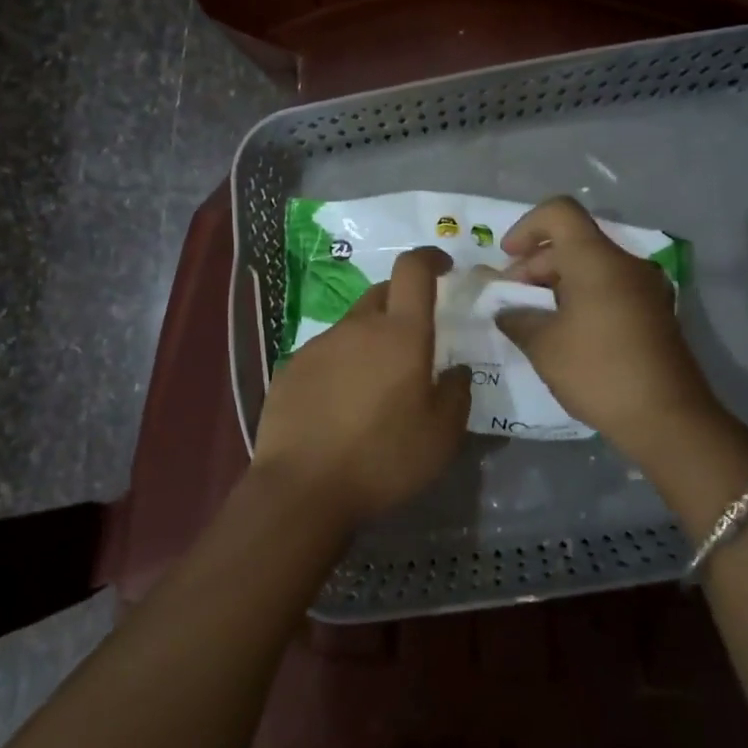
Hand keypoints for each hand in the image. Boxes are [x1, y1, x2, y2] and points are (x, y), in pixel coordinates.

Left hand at [251, 246, 471, 527]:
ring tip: (375, 386)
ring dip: (370, 340)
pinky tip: (340, 405)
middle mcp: (357, 327)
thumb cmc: (383, 459)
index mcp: (401, 334)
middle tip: (413, 341)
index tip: (443, 266)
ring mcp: (319, 345)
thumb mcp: (441, 436)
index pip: (414, 270)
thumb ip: (456, 394)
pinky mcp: (291, 367)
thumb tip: (455, 371)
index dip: (430, 258)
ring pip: (353, 326)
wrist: (302, 488)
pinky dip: (341, 365)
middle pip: (382, 293)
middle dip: (402, 303)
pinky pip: (325, 353)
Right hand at [495, 197, 722, 448]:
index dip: (526, 227)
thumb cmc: (599, 372)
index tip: (508, 258)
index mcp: (597, 260)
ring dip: (557, 283)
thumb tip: (507, 311)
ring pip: (591, 266)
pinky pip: (610, 287)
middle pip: (573, 242)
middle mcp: (626, 263)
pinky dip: (582, 297)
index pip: (559, 212)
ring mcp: (646, 288)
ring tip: (535, 320)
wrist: (669, 419)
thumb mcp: (544, 346)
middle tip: (513, 301)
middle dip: (536, 264)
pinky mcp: (655, 312)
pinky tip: (566, 332)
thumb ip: (517, 318)